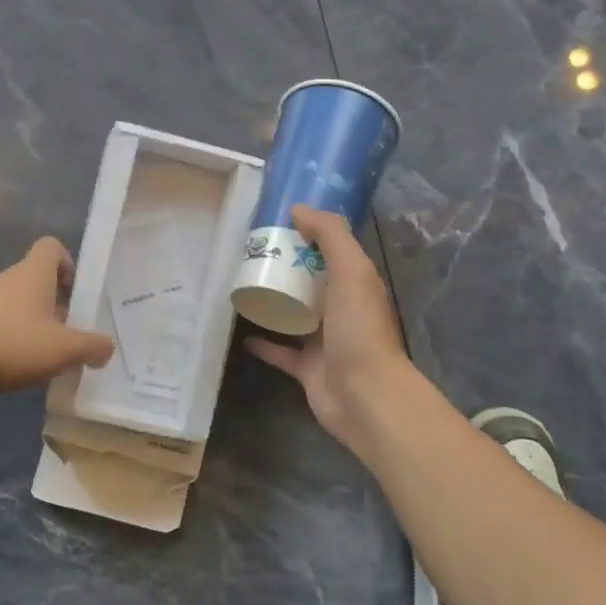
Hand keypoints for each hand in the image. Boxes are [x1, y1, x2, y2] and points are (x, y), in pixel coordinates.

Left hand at [0, 237, 115, 399]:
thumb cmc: (12, 345)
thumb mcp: (65, 349)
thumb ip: (93, 346)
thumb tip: (107, 347)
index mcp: (33, 273)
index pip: (52, 246)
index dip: (68, 264)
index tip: (76, 294)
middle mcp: (9, 278)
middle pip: (38, 277)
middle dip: (57, 302)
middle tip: (69, 332)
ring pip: (20, 301)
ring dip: (36, 320)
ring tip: (46, 353)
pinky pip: (2, 320)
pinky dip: (15, 336)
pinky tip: (20, 364)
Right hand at [246, 205, 411, 459]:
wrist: (364, 395)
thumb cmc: (359, 328)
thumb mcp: (351, 271)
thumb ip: (330, 236)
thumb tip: (298, 208)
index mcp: (355, 283)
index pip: (331, 250)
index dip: (308, 233)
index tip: (276, 220)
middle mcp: (341, 309)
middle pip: (310, 280)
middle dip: (286, 265)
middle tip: (251, 251)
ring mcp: (324, 340)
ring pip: (294, 314)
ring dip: (274, 301)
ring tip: (243, 285)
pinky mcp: (306, 368)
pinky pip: (281, 351)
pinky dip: (264, 343)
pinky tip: (241, 333)